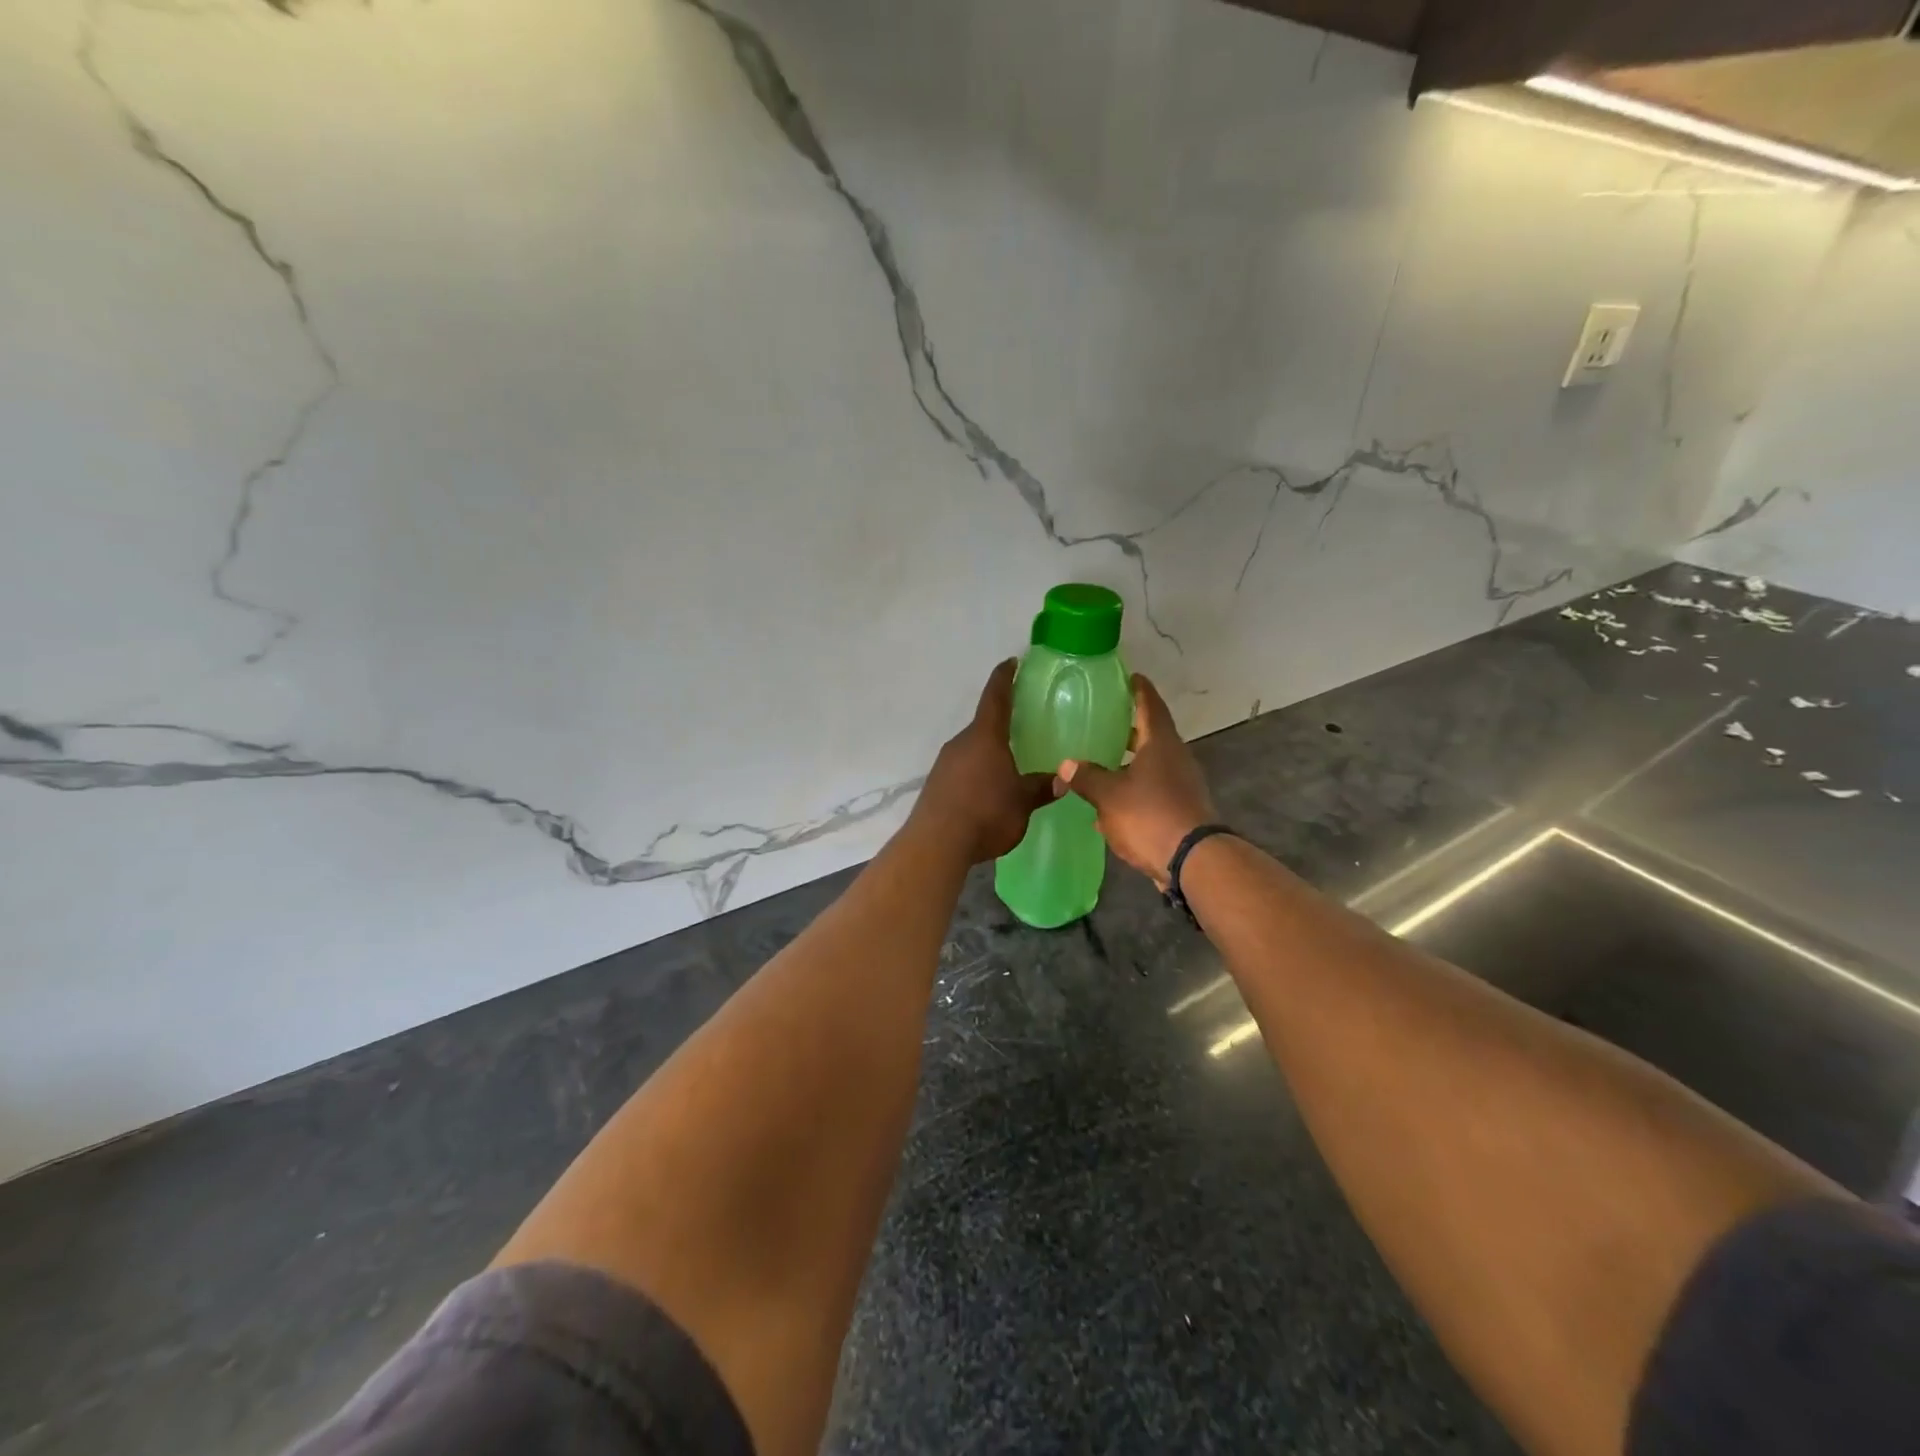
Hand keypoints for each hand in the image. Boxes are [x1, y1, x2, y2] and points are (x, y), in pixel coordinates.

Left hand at [913, 660, 1056, 864]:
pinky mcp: (936, 785)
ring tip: (1008, 765)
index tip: (1011, 663)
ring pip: (972, 750)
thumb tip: (1062, 779)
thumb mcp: (1022, 802)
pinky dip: (976, 774)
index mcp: (985, 737)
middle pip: (984, 726)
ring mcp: (944, 764)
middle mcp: (961, 743)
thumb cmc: (986, 812)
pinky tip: (987, 792)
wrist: (936, 843)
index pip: (996, 697)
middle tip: (1022, 727)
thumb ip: (1041, 788)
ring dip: (989, 753)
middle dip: (1002, 725)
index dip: (1004, 678)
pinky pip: (962, 770)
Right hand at [1056, 674, 1214, 888]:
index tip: (1130, 676)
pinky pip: (1152, 791)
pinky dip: (1133, 791)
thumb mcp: (1109, 795)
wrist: (1192, 861)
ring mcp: (1181, 785)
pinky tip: (1110, 805)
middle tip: (1105, 721)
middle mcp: (1175, 758)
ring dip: (1129, 763)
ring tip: (1101, 763)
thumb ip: (1087, 778)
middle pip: (1151, 735)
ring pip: (1151, 765)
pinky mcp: (1181, 810)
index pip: (1150, 705)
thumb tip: (1066, 765)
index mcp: (1160, 744)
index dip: (1139, 690)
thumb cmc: (1150, 816)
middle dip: (1129, 729)